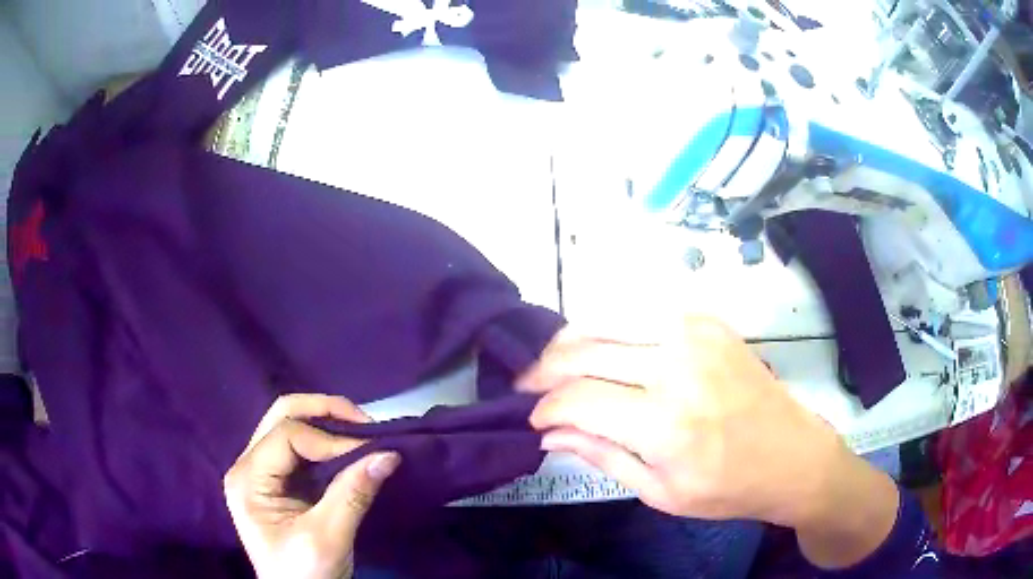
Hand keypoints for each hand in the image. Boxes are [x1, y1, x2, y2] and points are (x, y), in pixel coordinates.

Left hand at [224, 394, 400, 578]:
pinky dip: (327, 443)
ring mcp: (261, 473)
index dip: (329, 439)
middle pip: (281, 416)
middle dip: (324, 411)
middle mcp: (248, 467)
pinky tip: (349, 450)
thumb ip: (353, 493)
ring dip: (327, 424)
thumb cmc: (305, 575)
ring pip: (290, 426)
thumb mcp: (328, 538)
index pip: (286, 435)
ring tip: (362, 434)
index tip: (369, 452)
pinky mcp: (278, 483)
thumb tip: (388, 454)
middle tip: (365, 423)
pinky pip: (300, 448)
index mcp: (248, 479)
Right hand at [518, 317, 897, 568]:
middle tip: (529, 386)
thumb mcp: (661, 493)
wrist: (793, 456)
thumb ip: (602, 457)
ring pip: (606, 319)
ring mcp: (695, 335)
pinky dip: (610, 326)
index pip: (578, 400)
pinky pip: (641, 311)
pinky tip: (603, 347)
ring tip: (555, 363)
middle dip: (545, 369)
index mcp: (665, 424)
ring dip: (570, 340)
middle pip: (585, 352)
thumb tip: (551, 434)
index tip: (534, 420)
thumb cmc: (728, 488)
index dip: (545, 409)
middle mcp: (676, 368)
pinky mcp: (709, 322)